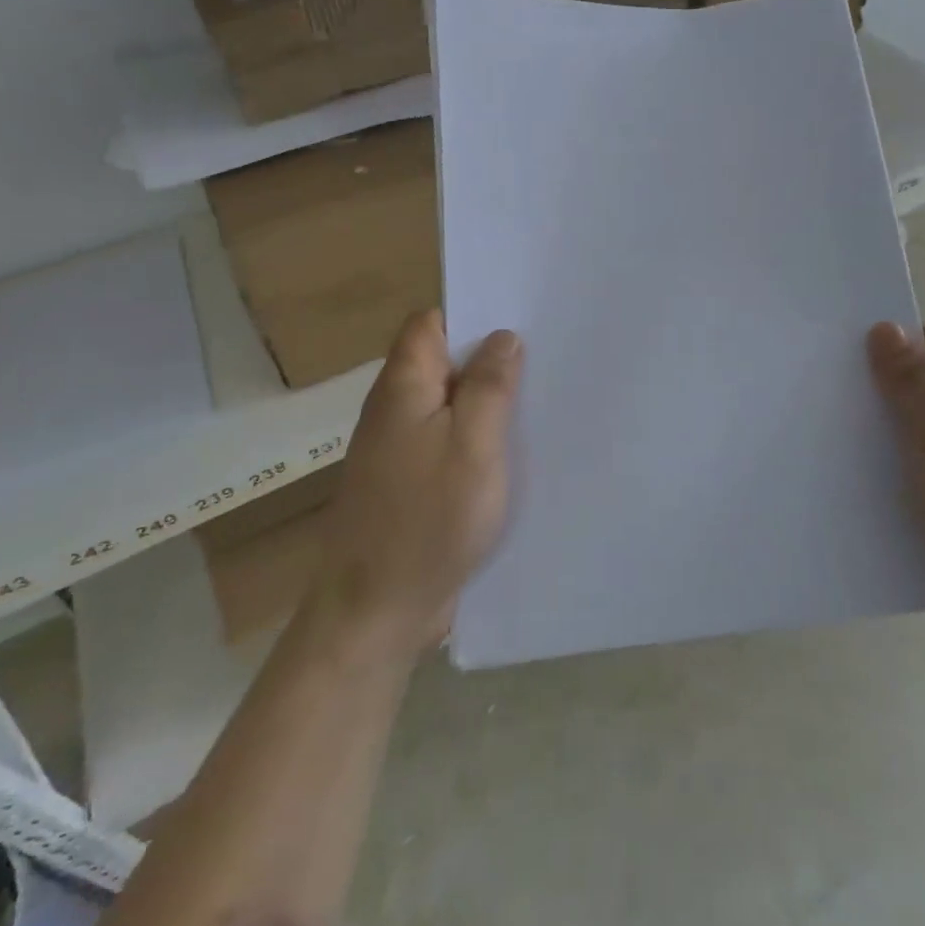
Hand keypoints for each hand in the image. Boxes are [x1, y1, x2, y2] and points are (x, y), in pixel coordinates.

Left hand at [315, 311, 521, 662]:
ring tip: (542, 398)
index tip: (521, 319)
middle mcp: (396, 409)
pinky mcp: (411, 482)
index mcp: (404, 386)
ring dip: (488, 402)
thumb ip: (490, 386)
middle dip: (491, 359)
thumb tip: (504, 337)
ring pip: (450, 405)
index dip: (473, 315)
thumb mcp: (473, 445)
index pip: (431, 323)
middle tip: (547, 357)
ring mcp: (401, 448)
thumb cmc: (429, 519)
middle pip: (444, 363)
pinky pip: (449, 442)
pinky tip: (516, 450)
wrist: (377, 610)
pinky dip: (479, 439)